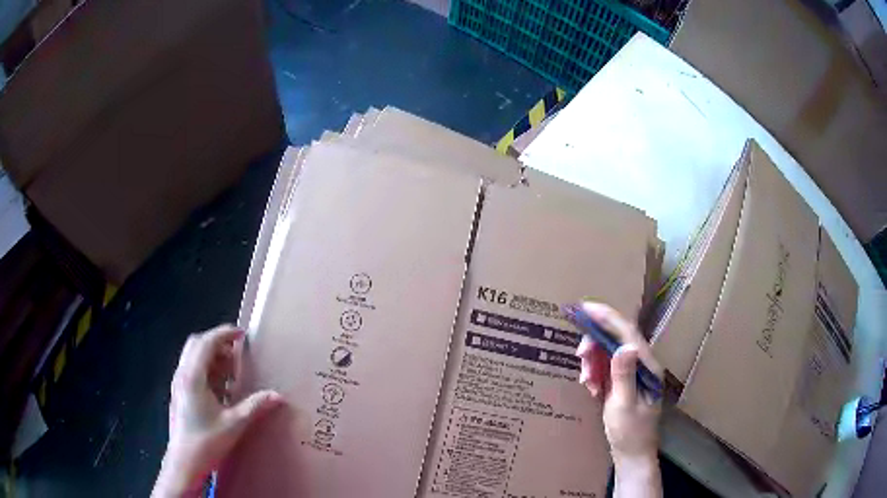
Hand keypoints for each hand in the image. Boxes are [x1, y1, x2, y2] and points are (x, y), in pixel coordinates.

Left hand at [153, 325, 283, 496]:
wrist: (184, 462)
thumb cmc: (207, 442)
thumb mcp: (234, 424)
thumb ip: (254, 406)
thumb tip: (277, 395)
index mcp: (193, 376)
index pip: (206, 343)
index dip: (224, 334)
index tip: (242, 334)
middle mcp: (182, 374)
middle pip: (196, 345)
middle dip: (217, 343)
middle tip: (237, 353)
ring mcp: (178, 384)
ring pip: (193, 357)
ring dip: (212, 357)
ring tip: (231, 372)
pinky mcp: (179, 394)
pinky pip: (192, 370)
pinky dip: (207, 369)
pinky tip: (220, 389)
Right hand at [574, 302, 662, 466]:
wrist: (632, 453)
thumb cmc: (630, 432)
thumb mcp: (623, 406)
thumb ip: (623, 376)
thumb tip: (624, 346)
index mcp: (647, 367)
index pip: (628, 333)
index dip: (607, 317)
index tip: (586, 308)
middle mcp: (643, 364)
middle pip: (616, 339)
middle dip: (595, 344)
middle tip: (579, 356)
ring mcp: (633, 372)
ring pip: (609, 352)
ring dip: (593, 362)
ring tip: (586, 381)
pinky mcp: (624, 381)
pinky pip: (607, 367)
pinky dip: (595, 373)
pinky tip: (591, 387)